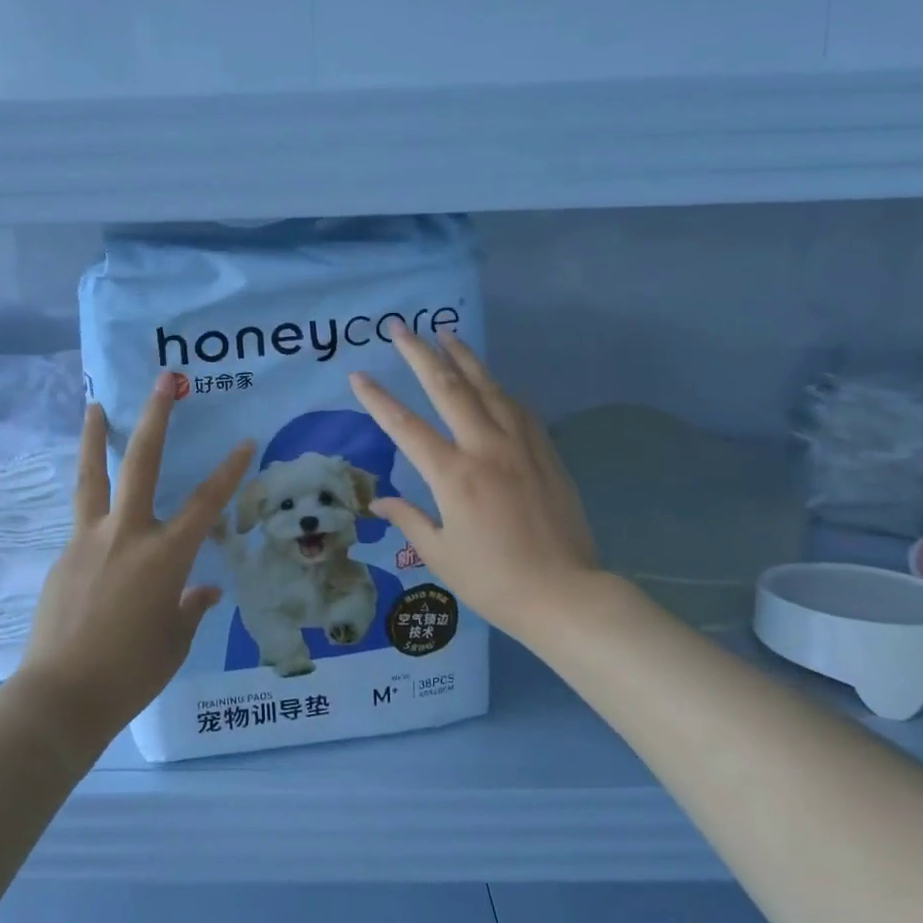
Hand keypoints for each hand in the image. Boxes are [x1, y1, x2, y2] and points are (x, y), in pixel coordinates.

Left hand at [16, 373, 253, 746]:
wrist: (60, 697)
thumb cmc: (131, 673)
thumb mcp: (174, 640)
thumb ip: (190, 607)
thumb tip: (203, 591)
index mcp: (164, 556)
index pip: (206, 503)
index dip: (229, 471)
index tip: (245, 441)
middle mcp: (127, 535)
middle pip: (141, 462)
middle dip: (154, 417)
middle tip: (162, 381)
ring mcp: (88, 541)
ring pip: (92, 476)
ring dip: (93, 437)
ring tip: (93, 405)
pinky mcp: (63, 556)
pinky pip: (83, 522)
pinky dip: (94, 508)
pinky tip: (101, 525)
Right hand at [348, 325, 600, 644]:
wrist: (565, 594)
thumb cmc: (494, 581)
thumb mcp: (440, 555)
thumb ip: (409, 519)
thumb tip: (379, 502)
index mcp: (453, 475)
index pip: (405, 426)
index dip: (378, 399)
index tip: (357, 375)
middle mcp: (485, 448)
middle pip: (448, 388)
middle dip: (420, 354)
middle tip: (400, 327)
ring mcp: (520, 445)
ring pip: (487, 387)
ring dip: (463, 357)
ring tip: (445, 332)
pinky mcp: (545, 451)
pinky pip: (518, 407)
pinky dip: (499, 388)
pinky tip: (491, 380)